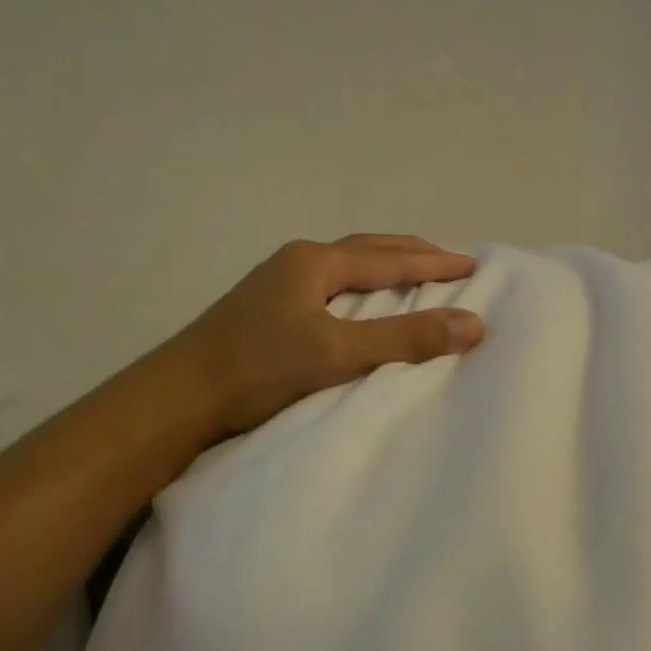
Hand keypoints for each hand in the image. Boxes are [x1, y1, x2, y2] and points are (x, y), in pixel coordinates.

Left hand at [165, 233, 483, 438]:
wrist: (176, 400)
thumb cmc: (258, 369)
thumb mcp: (338, 352)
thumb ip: (404, 338)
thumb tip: (473, 324)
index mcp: (315, 262)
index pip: (390, 258)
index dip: (434, 262)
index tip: (473, 265)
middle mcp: (297, 263)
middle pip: (367, 251)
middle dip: (411, 255)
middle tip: (450, 264)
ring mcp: (277, 286)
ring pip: (346, 269)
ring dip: (385, 269)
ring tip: (414, 279)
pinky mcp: (267, 313)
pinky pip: (331, 289)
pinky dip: (362, 290)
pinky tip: (362, 308)